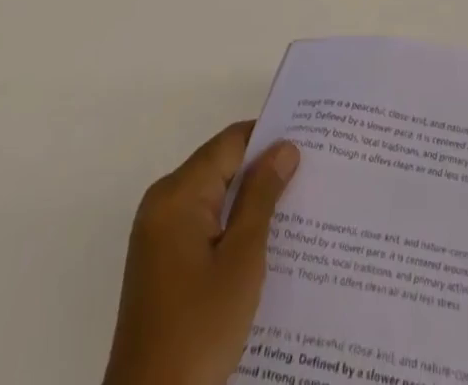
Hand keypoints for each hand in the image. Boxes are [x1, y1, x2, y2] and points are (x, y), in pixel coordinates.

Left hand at [102, 121, 300, 384]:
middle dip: (262, 170)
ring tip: (295, 207)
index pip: (230, 142)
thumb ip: (262, 196)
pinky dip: (230, 226)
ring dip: (249, 201)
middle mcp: (162, 203)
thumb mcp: (241, 260)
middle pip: (220, 167)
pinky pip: (202, 224)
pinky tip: (263, 244)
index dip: (269, 138)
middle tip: (309, 175)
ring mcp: (157, 234)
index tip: (308, 143)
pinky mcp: (160, 262)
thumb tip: (284, 147)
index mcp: (177, 194)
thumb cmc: (199, 329)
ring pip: (213, 197)